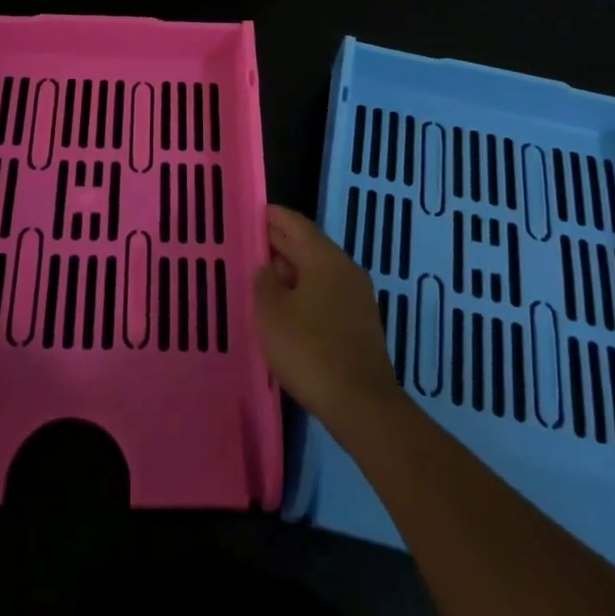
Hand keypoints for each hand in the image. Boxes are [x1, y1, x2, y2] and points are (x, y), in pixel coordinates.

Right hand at [253, 204, 401, 428]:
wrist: (362, 404)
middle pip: (309, 246)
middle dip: (281, 242)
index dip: (274, 216)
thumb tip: (269, 268)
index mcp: (325, 259)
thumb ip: (265, 282)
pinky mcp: (360, 323)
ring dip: (292, 269)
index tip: (254, 211)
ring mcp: (357, 297)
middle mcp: (345, 270)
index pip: (297, 224)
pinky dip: (305, 290)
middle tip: (252, 241)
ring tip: (264, 275)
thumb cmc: (310, 350)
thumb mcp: (272, 313)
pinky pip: (327, 293)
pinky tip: (288, 306)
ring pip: (318, 271)